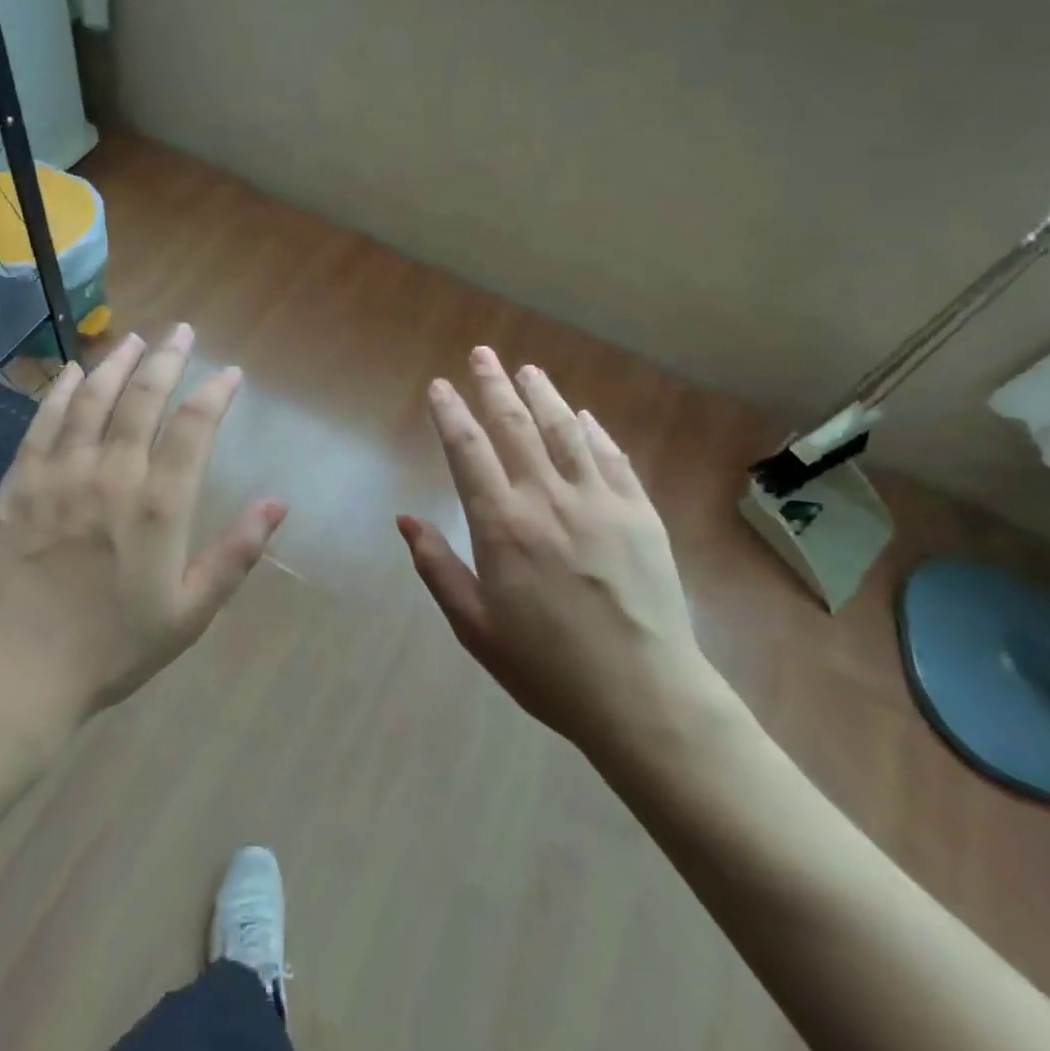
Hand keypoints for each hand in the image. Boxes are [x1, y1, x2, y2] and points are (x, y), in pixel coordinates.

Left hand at [0, 325, 286, 734]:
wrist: (12, 674)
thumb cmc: (112, 647)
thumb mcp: (190, 611)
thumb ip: (237, 553)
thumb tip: (279, 503)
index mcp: (158, 504)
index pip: (195, 427)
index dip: (216, 393)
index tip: (232, 374)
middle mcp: (111, 474)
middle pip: (142, 398)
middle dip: (167, 359)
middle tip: (182, 332)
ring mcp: (59, 475)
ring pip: (92, 400)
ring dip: (116, 363)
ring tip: (135, 339)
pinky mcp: (18, 484)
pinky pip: (43, 423)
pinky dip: (61, 392)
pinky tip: (73, 373)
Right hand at [397, 346, 713, 752]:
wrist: (644, 696)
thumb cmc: (548, 668)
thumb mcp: (476, 627)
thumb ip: (437, 568)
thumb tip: (406, 519)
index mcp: (502, 525)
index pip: (468, 450)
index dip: (450, 412)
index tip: (440, 385)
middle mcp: (548, 498)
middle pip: (515, 424)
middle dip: (494, 384)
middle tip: (482, 354)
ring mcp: (599, 500)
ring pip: (565, 429)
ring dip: (543, 394)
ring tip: (528, 370)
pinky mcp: (640, 511)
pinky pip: (612, 456)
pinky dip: (594, 431)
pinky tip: (584, 417)